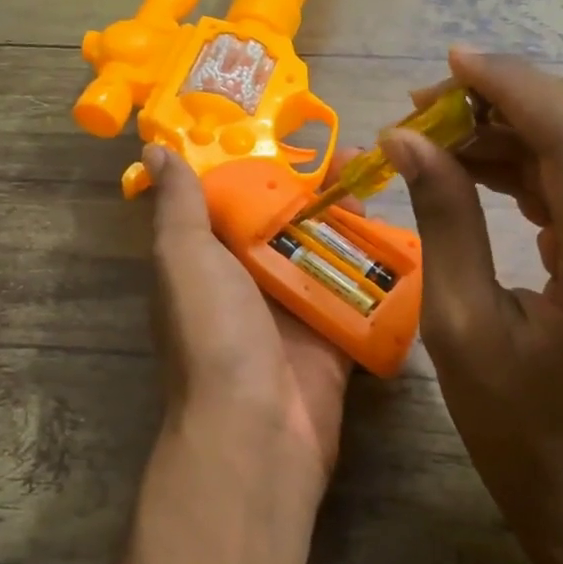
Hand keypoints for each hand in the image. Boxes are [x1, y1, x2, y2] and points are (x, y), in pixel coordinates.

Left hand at [143, 144, 353, 482]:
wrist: (257, 431)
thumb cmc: (214, 335)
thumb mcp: (185, 259)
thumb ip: (178, 205)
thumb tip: (155, 145)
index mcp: (211, 261)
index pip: (237, 201)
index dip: (265, 165)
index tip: (299, 131)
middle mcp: (252, 282)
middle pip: (291, 223)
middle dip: (322, 190)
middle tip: (361, 156)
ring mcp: (297, 310)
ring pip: (329, 252)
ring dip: (354, 220)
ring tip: (385, 182)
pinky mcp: (336, 335)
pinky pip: (361, 291)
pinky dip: (380, 267)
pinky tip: (407, 231)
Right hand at [379, 51, 562, 557]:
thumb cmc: (515, 431)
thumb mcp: (458, 327)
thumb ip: (443, 219)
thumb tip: (405, 137)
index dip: (511, 85)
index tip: (447, 63)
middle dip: (508, 98)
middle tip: (427, 105)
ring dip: (520, 125)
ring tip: (443, 134)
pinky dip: (542, 157)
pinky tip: (487, 165)